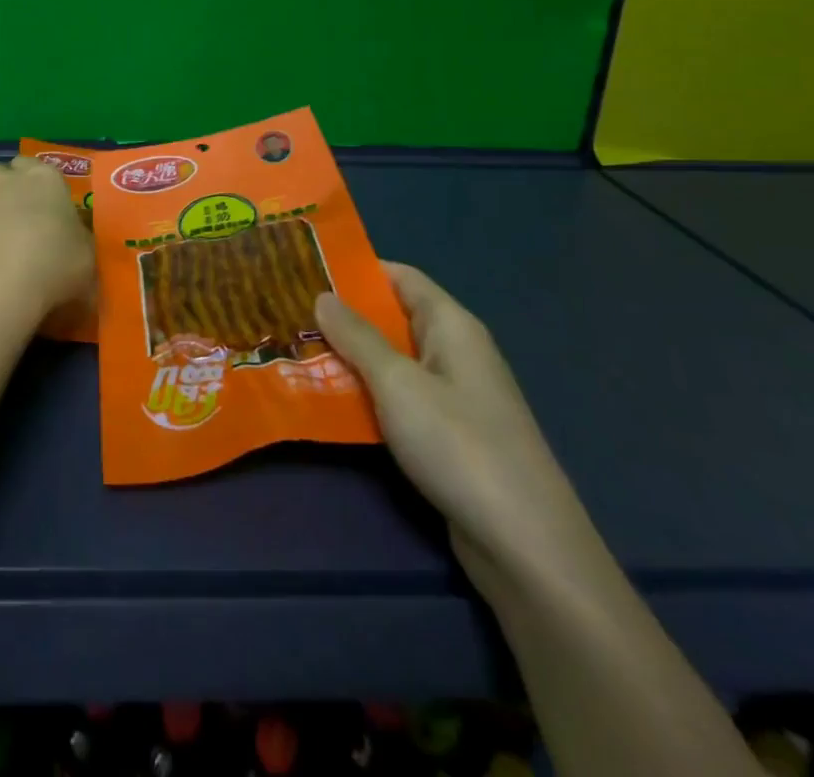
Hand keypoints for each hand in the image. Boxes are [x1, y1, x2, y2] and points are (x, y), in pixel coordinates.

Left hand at [0, 156, 94, 334]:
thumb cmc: (54, 266)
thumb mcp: (87, 256)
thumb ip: (79, 241)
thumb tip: (73, 242)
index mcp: (43, 178)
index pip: (35, 165)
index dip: (38, 184)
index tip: (46, 206)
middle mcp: (3, 181)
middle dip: (4, 188)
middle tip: (19, 220)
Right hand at [316, 263, 605, 594]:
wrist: (525, 545)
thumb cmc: (459, 444)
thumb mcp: (397, 383)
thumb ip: (357, 337)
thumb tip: (322, 295)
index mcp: (452, 326)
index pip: (400, 277)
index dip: (356, 270)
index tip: (305, 269)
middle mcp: (455, 352)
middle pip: (393, 319)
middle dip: (343, 317)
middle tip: (288, 313)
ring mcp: (454, 396)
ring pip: (392, 362)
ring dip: (350, 359)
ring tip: (296, 352)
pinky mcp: (449, 436)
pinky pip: (400, 399)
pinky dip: (367, 395)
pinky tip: (328, 401)